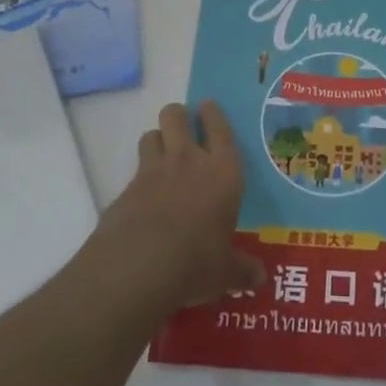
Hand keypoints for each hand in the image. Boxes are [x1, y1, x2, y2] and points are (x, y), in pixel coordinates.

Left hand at [93, 101, 262, 312]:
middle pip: (176, 116)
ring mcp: (153, 171)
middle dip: (178, 117)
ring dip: (156, 141)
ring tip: (161, 156)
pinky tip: (143, 198)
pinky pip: (134, 170)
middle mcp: (188, 161)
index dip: (213, 114)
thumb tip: (259, 278)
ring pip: (151, 135)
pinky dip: (139, 178)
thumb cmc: (197, 261)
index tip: (208, 106)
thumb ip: (241, 270)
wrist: (139, 266)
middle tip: (182, 128)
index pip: (220, 128)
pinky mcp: (126, 189)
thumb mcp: (225, 271)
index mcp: (223, 171)